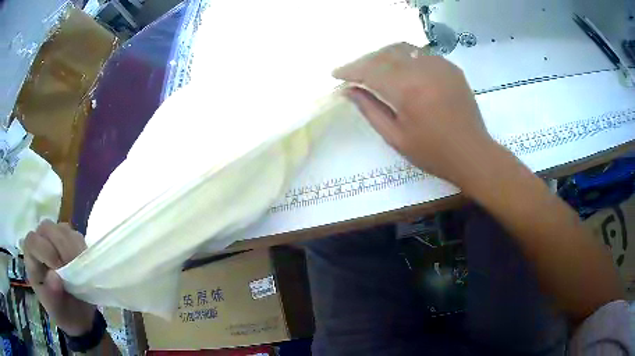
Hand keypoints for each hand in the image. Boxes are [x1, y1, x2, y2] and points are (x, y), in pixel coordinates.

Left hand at [23, 220, 94, 335]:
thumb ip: (52, 295)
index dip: (45, 250)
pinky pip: (76, 235)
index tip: (59, 270)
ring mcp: (55, 241)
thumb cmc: (63, 313)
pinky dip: (82, 248)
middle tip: (73, 268)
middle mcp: (40, 243)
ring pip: (62, 229)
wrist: (79, 318)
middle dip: (61, 246)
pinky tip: (83, 263)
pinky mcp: (70, 242)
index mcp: (31, 258)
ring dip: (73, 247)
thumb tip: (54, 277)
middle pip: (47, 228)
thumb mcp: (56, 311)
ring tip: (80, 268)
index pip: (33, 241)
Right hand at [333, 42, 497, 186]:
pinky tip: (402, 70)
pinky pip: (421, 54)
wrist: (473, 154)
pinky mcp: (451, 67)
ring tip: (375, 69)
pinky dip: (405, 58)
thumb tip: (348, 90)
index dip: (350, 70)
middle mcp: (423, 69)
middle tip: (354, 73)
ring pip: (403, 49)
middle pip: (385, 54)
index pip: (370, 70)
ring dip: (384, 56)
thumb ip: (370, 109)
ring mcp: (440, 65)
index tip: (336, 74)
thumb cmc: (433, 153)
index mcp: (408, 89)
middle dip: (365, 61)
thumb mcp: (395, 137)